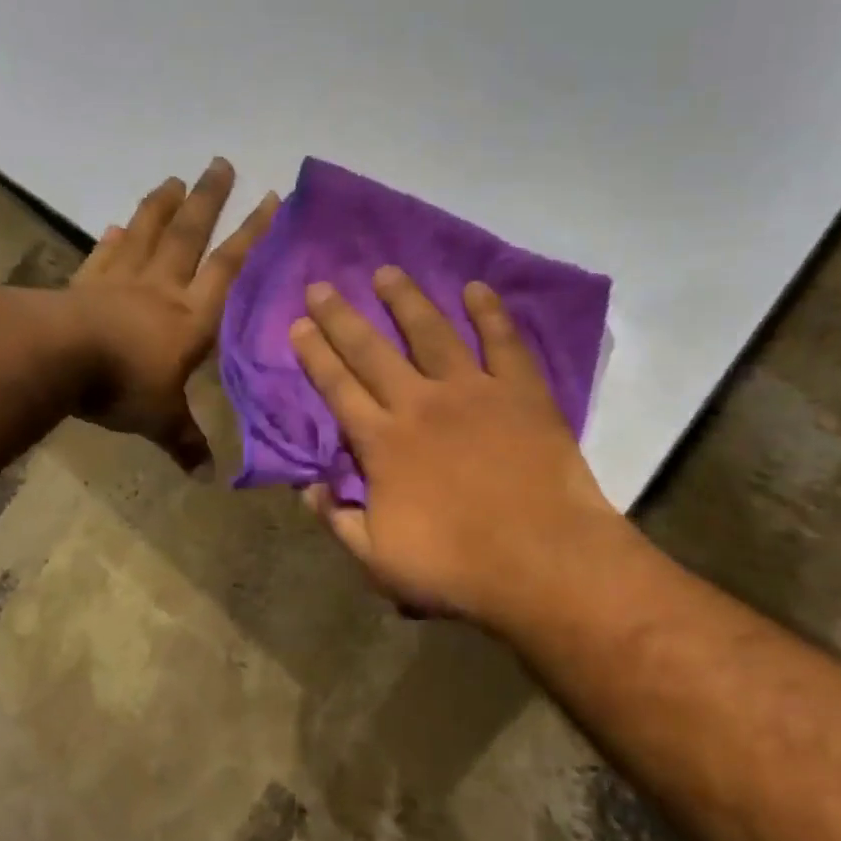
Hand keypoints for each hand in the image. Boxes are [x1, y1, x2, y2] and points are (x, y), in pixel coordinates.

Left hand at [69, 158, 277, 468]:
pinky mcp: (84, 284)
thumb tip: (207, 477)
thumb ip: (185, 440)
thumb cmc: (122, 385)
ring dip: (162, 206)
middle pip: (189, 235)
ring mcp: (120, 282)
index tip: (270, 198)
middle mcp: (161, 289)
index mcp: (190, 317)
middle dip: (208, 200)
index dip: (252, 233)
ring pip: (147, 234)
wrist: (56, 359)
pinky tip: (117, 226)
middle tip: (221, 163)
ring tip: (174, 179)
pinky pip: (103, 257)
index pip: (229, 267)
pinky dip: (113, 240)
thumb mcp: (159, 419)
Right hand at [289, 267, 624, 625]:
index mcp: (382, 443)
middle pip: (372, 350)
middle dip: (342, 317)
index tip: (298, 324)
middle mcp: (420, 403)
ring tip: (387, 272)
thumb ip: (338, 521)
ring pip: (431, 332)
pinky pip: (503, 341)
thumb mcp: (378, 561)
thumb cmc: (456, 568)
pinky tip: (477, 288)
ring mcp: (473, 391)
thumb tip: (308, 489)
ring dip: (406, 300)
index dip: (315, 355)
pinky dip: (490, 313)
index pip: (337, 389)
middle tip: (322, 285)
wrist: (542, 561)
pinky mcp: (520, 391)